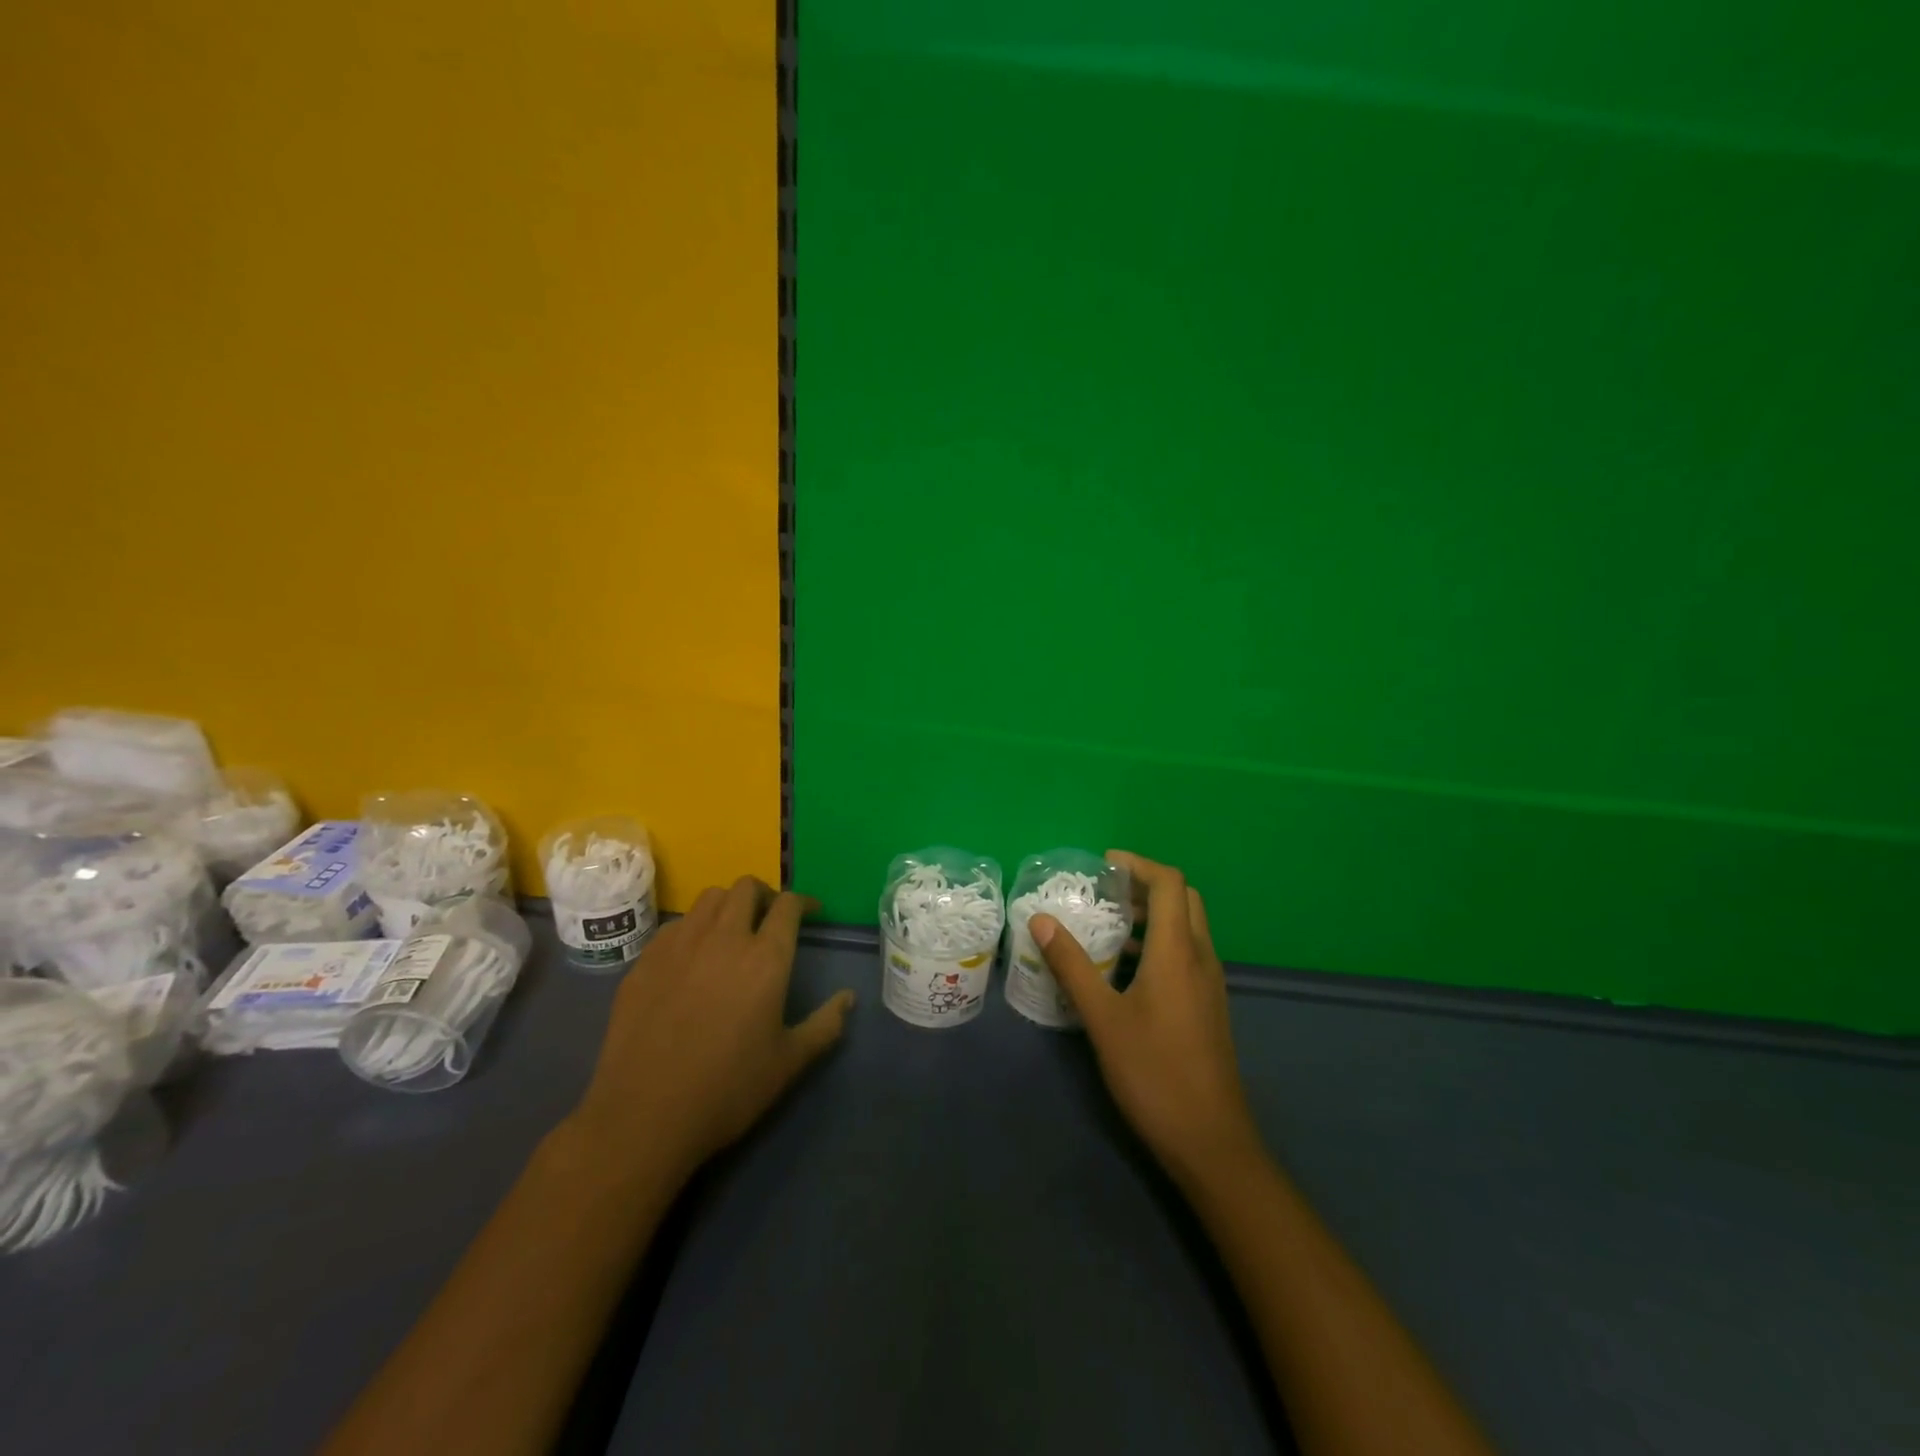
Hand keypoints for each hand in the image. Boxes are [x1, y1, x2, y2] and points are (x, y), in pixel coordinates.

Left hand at [567, 878, 853, 1182]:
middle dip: (765, 895)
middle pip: (746, 888)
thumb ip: (824, 1025)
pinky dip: (693, 928)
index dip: (803, 901)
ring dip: (728, 904)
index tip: (811, 912)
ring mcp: (679, 946)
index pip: (788, 905)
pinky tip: (692, 957)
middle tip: (770, 918)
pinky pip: (676, 925)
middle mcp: (724, 938)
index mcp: (765, 959)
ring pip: (709, 898)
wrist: (643, 1116)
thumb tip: (848, 998)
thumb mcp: (788, 1063)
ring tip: (732, 930)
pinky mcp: (645, 961)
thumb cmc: (727, 1090)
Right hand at [1032, 851, 1262, 1187]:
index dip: (1138, 864)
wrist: (1210, 1140)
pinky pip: (1188, 952)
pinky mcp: (1209, 1004)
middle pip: (1184, 898)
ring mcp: (1210, 982)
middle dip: (1147, 884)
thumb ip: (1072, 965)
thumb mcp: (1102, 1018)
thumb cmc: (1153, 1073)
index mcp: (1178, 951)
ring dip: (1154, 913)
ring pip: (1188, 926)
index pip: (1169, 883)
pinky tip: (1128, 967)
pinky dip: (1161, 941)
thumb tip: (1041, 920)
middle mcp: (1201, 957)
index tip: (1103, 864)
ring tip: (1111, 923)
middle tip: (1106, 891)